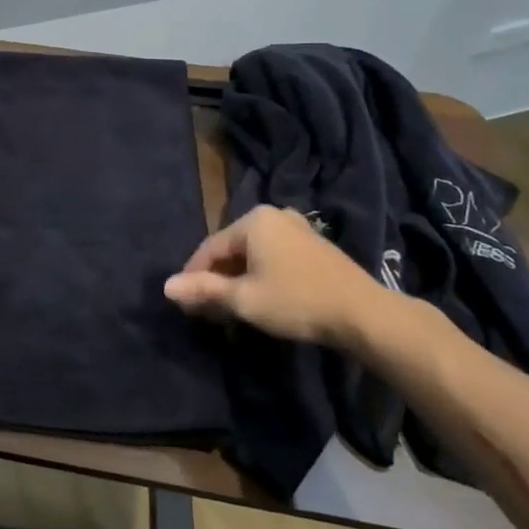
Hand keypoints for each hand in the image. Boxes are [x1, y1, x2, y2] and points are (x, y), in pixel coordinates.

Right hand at [164, 204, 390, 347]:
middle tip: (206, 308)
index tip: (185, 302)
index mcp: (253, 220)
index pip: (210, 248)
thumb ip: (203, 290)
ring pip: (253, 254)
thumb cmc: (296, 300)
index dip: (193, 276)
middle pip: (231, 248)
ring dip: (238, 278)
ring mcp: (297, 228)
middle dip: (217, 278)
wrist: (362, 313)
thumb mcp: (243, 298)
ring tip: (230, 306)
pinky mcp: (314, 245)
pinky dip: (260, 274)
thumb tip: (166, 287)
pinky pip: (273, 256)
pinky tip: (260, 297)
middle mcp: (274, 215)